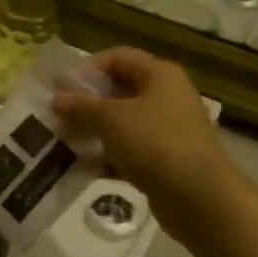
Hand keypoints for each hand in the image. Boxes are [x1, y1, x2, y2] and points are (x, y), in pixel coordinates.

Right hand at [52, 49, 244, 244]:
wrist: (201, 198)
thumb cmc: (156, 143)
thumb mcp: (111, 119)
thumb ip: (81, 106)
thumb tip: (56, 98)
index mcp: (159, 75)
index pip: (118, 57)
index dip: (88, 68)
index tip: (62, 87)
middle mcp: (167, 97)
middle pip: (120, 91)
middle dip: (87, 104)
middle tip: (59, 117)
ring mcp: (168, 131)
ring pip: (123, 124)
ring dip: (95, 132)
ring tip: (66, 142)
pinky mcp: (166, 162)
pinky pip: (131, 152)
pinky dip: (109, 158)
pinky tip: (85, 168)